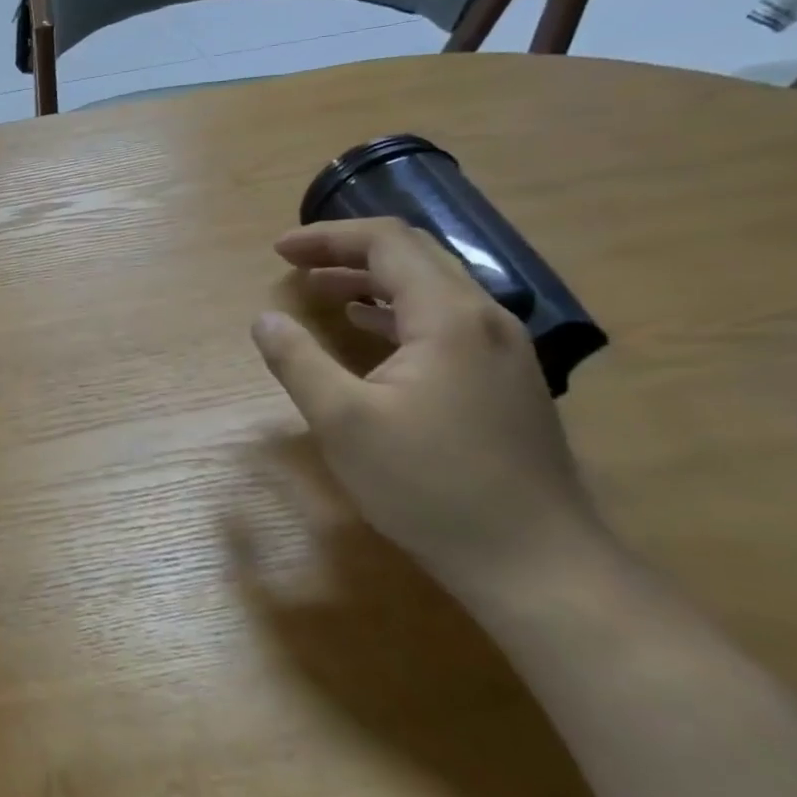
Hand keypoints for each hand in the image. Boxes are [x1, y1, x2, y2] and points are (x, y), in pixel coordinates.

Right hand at [251, 218, 603, 598]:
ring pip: (433, 289)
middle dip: (348, 253)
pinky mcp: (504, 381)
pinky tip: (370, 331)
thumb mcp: (343, 422)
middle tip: (295, 265)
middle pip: (414, 257)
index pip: (387, 243)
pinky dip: (397, 312)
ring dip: (372, 282)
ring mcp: (502, 351)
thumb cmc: (427, 485)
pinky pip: (445, 321)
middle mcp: (484, 319)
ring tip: (322, 291)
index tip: (279, 251)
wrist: (532, 559)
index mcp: (448, 317)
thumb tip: (264, 319)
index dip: (328, 238)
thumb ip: (298, 362)